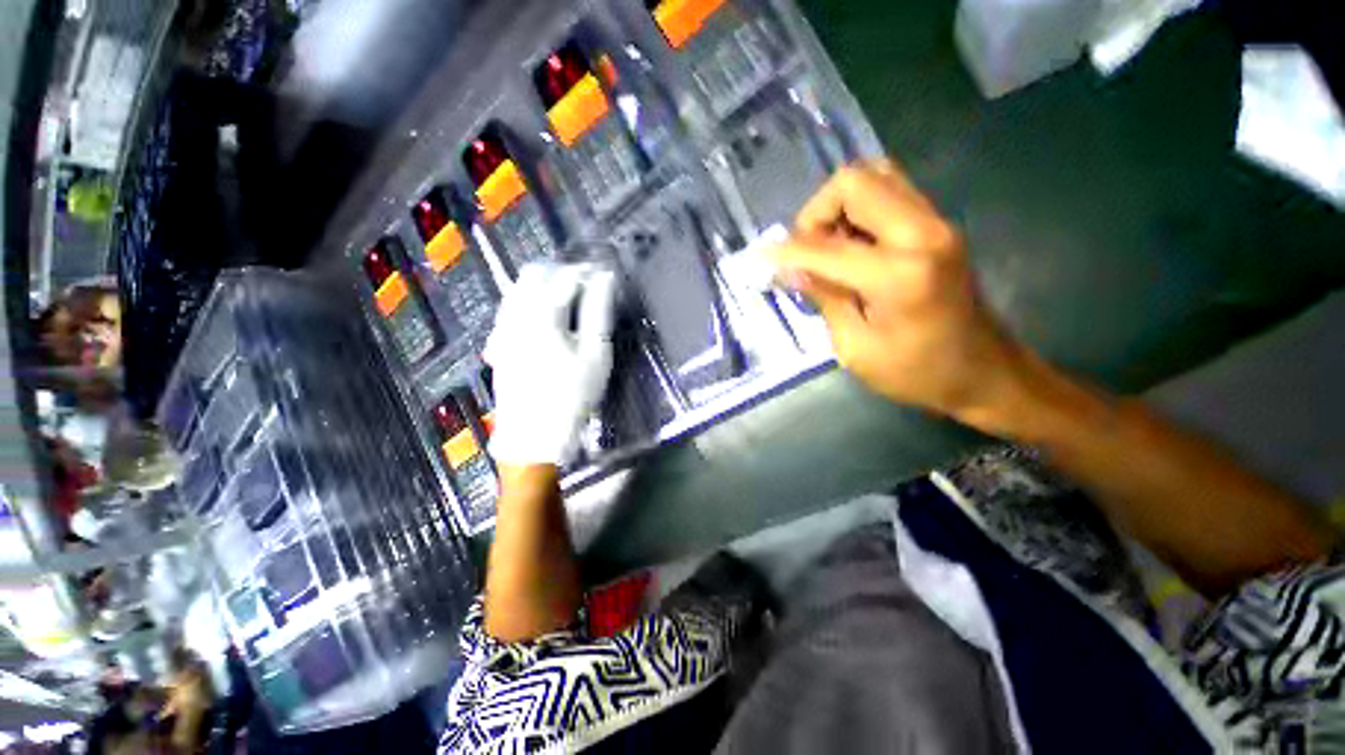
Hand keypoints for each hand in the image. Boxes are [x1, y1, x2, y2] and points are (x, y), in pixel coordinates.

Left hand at [484, 263, 617, 465]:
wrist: (533, 434)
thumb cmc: (572, 394)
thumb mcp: (596, 354)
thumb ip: (599, 311)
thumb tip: (605, 279)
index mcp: (542, 314)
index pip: (565, 277)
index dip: (587, 273)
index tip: (605, 276)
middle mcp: (515, 314)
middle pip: (534, 274)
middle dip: (561, 272)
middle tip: (586, 286)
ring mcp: (502, 329)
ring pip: (518, 288)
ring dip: (543, 285)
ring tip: (567, 298)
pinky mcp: (498, 343)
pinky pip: (509, 308)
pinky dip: (528, 301)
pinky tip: (543, 318)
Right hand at [771, 160, 1026, 424]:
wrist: (984, 372)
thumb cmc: (916, 373)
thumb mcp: (856, 349)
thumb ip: (825, 299)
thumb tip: (792, 269)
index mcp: (900, 276)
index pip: (826, 248)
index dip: (787, 252)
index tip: (760, 258)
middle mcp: (923, 234)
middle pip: (855, 182)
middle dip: (816, 213)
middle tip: (807, 253)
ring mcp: (936, 223)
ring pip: (874, 176)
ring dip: (838, 207)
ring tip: (828, 248)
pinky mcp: (938, 226)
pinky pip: (890, 192)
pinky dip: (859, 209)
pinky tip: (851, 246)